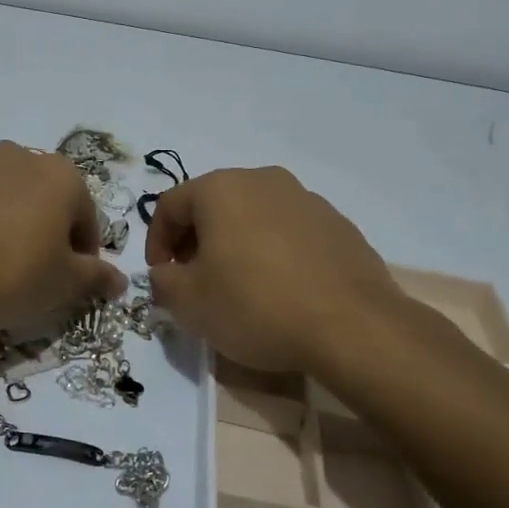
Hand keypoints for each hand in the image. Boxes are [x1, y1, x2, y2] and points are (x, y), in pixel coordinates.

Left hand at [0, 141, 126, 328]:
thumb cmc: (15, 274)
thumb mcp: (66, 283)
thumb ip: (98, 277)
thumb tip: (119, 280)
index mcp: (62, 175)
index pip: (86, 218)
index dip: (84, 255)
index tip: (72, 282)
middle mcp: (23, 156)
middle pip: (49, 201)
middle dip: (49, 233)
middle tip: (38, 274)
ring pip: (11, 198)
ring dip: (14, 224)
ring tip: (0, 265)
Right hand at [146, 167, 412, 373]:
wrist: (353, 327)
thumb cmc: (256, 305)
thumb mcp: (190, 303)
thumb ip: (163, 282)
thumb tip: (165, 274)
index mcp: (222, 188)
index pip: (170, 205)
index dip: (156, 242)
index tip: (161, 276)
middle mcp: (263, 180)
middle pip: (213, 205)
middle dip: (195, 240)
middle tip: (194, 280)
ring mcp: (306, 199)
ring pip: (253, 216)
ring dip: (235, 244)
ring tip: (238, 286)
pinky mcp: (338, 225)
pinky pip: (289, 232)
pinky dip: (273, 252)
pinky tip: (280, 290)